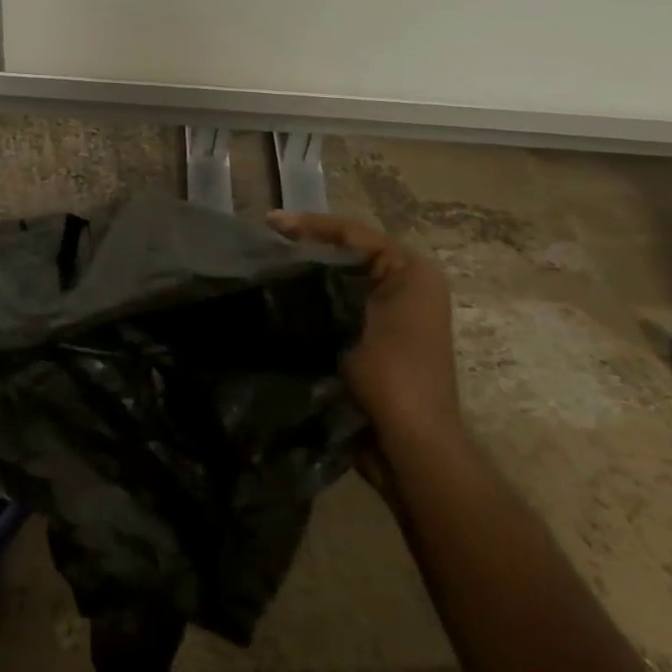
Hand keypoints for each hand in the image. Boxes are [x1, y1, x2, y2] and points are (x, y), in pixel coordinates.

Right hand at [267, 211, 458, 443]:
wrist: (410, 448)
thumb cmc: (389, 377)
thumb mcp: (352, 319)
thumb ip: (322, 284)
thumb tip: (280, 260)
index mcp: (410, 271)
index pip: (352, 234)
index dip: (308, 224)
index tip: (267, 223)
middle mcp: (406, 286)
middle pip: (346, 253)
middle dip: (304, 247)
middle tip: (260, 243)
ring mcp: (392, 315)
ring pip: (340, 280)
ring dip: (306, 275)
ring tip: (264, 267)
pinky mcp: (376, 339)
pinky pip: (339, 306)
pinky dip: (313, 301)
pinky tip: (280, 301)